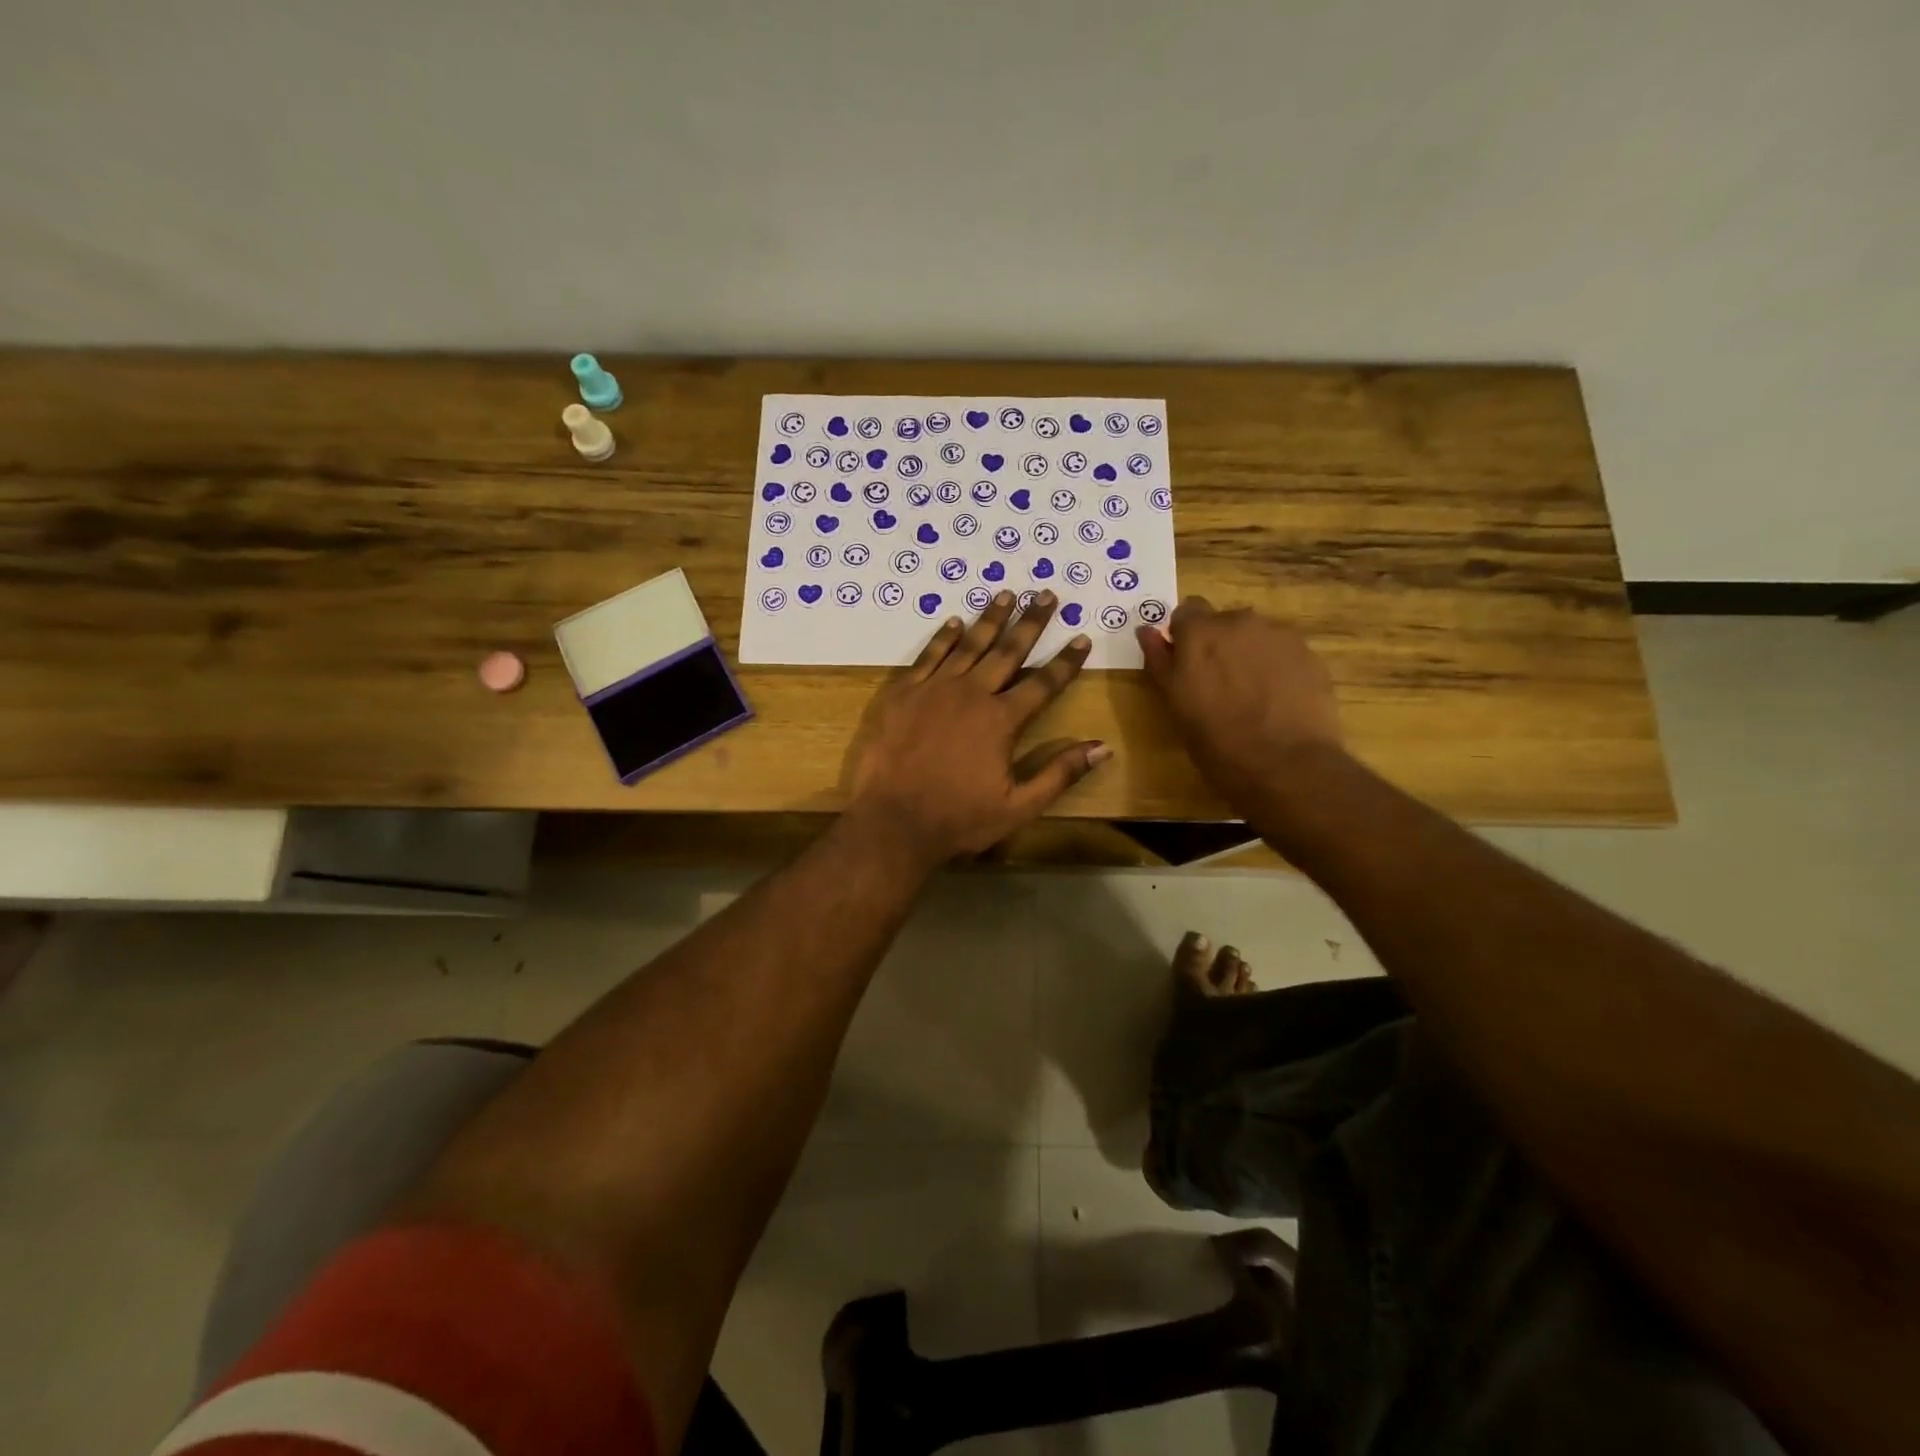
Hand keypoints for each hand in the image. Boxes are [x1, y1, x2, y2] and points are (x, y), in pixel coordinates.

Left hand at [845, 591, 1108, 864]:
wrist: (892, 822)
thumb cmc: (958, 819)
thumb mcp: (1018, 807)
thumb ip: (1059, 774)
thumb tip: (1101, 747)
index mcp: (1001, 720)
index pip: (1044, 683)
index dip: (1066, 661)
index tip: (1082, 637)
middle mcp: (971, 694)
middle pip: (1007, 651)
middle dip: (1031, 622)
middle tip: (1046, 594)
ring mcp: (933, 689)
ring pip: (969, 645)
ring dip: (990, 619)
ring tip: (1006, 593)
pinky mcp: (902, 693)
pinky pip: (928, 656)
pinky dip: (944, 637)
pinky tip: (955, 622)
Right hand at [1136, 599, 1343, 804]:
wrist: (1287, 766)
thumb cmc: (1217, 741)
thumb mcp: (1176, 703)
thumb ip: (1161, 661)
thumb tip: (1147, 631)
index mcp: (1199, 633)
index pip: (1186, 612)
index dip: (1184, 636)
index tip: (1186, 662)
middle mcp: (1239, 622)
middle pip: (1223, 621)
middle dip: (1218, 644)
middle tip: (1219, 684)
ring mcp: (1278, 635)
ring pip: (1255, 635)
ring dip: (1248, 654)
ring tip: (1252, 694)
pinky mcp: (1308, 653)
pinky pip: (1283, 651)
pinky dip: (1276, 666)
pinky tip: (1278, 699)